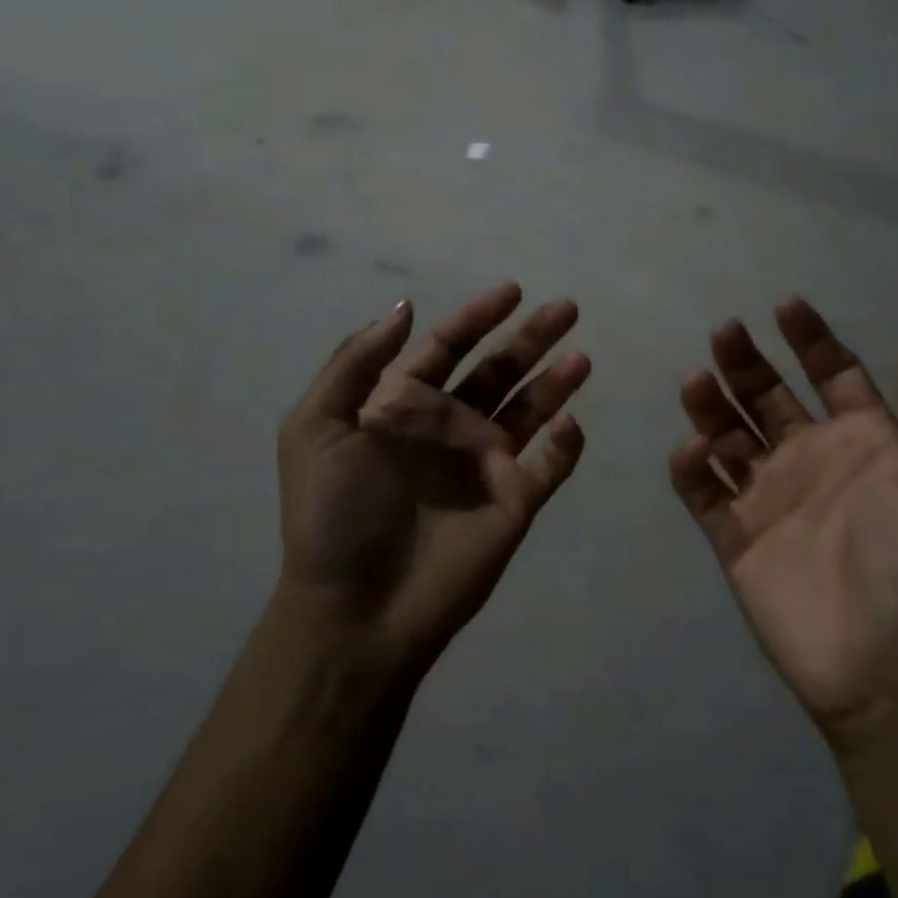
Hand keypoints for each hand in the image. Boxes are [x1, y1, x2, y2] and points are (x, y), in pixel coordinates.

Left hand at [275, 284, 589, 679]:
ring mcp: (485, 466)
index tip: (512, 290)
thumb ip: (356, 362)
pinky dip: (565, 446)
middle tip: (567, 307)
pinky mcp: (514, 504)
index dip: (477, 317)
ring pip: (530, 411)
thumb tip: (405, 307)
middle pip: (497, 371)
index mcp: (403, 407)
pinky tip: (570, 423)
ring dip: (556, 382)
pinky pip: (550, 467)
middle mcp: (449, 429)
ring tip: (581, 358)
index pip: (447, 349)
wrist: (355, 608)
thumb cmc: (333, 515)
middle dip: (530, 338)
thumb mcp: (317, 427)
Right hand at [668, 298, 897, 752]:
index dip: (811, 338)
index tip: (784, 305)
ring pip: (728, 435)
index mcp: (867, 444)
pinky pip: (702, 492)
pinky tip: (694, 453)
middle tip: (725, 332)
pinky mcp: (734, 537)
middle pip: (768, 396)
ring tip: (698, 381)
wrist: (895, 677)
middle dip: (747, 361)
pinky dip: (692, 468)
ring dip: (710, 405)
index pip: (833, 375)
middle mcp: (813, 461)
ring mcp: (769, 498)